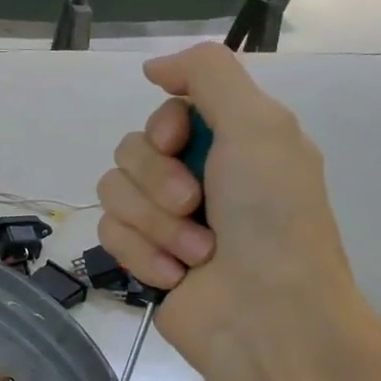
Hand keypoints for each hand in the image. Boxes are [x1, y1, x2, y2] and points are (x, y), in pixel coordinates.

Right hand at [96, 43, 362, 368]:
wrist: (266, 315)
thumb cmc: (272, 218)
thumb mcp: (259, 125)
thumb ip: (208, 74)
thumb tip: (151, 66)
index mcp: (229, 142)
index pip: (163, 113)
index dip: (162, 129)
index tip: (179, 145)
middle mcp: (194, 175)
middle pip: (129, 150)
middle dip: (158, 182)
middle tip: (196, 206)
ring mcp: (164, 219)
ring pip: (112, 192)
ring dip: (154, 224)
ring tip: (195, 254)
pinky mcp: (141, 256)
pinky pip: (108, 235)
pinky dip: (143, 255)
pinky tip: (175, 276)